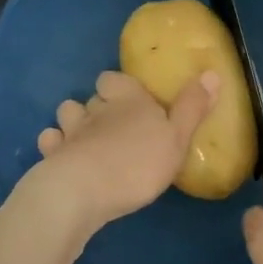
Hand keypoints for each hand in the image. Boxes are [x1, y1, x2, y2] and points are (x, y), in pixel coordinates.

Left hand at [34, 70, 219, 232]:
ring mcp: (70, 132)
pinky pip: (50, 142)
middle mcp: (95, 109)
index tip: (129, 98)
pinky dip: (55, 147)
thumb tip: (212, 73)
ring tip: (87, 140)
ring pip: (67, 114)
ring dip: (74, 123)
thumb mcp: (177, 138)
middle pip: (92, 96)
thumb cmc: (137, 163)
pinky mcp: (52, 156)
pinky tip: (64, 159)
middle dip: (99, 106)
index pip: (114, 78)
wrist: (84, 191)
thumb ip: (192, 108)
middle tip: (114, 126)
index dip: (119, 86)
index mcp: (127, 99)